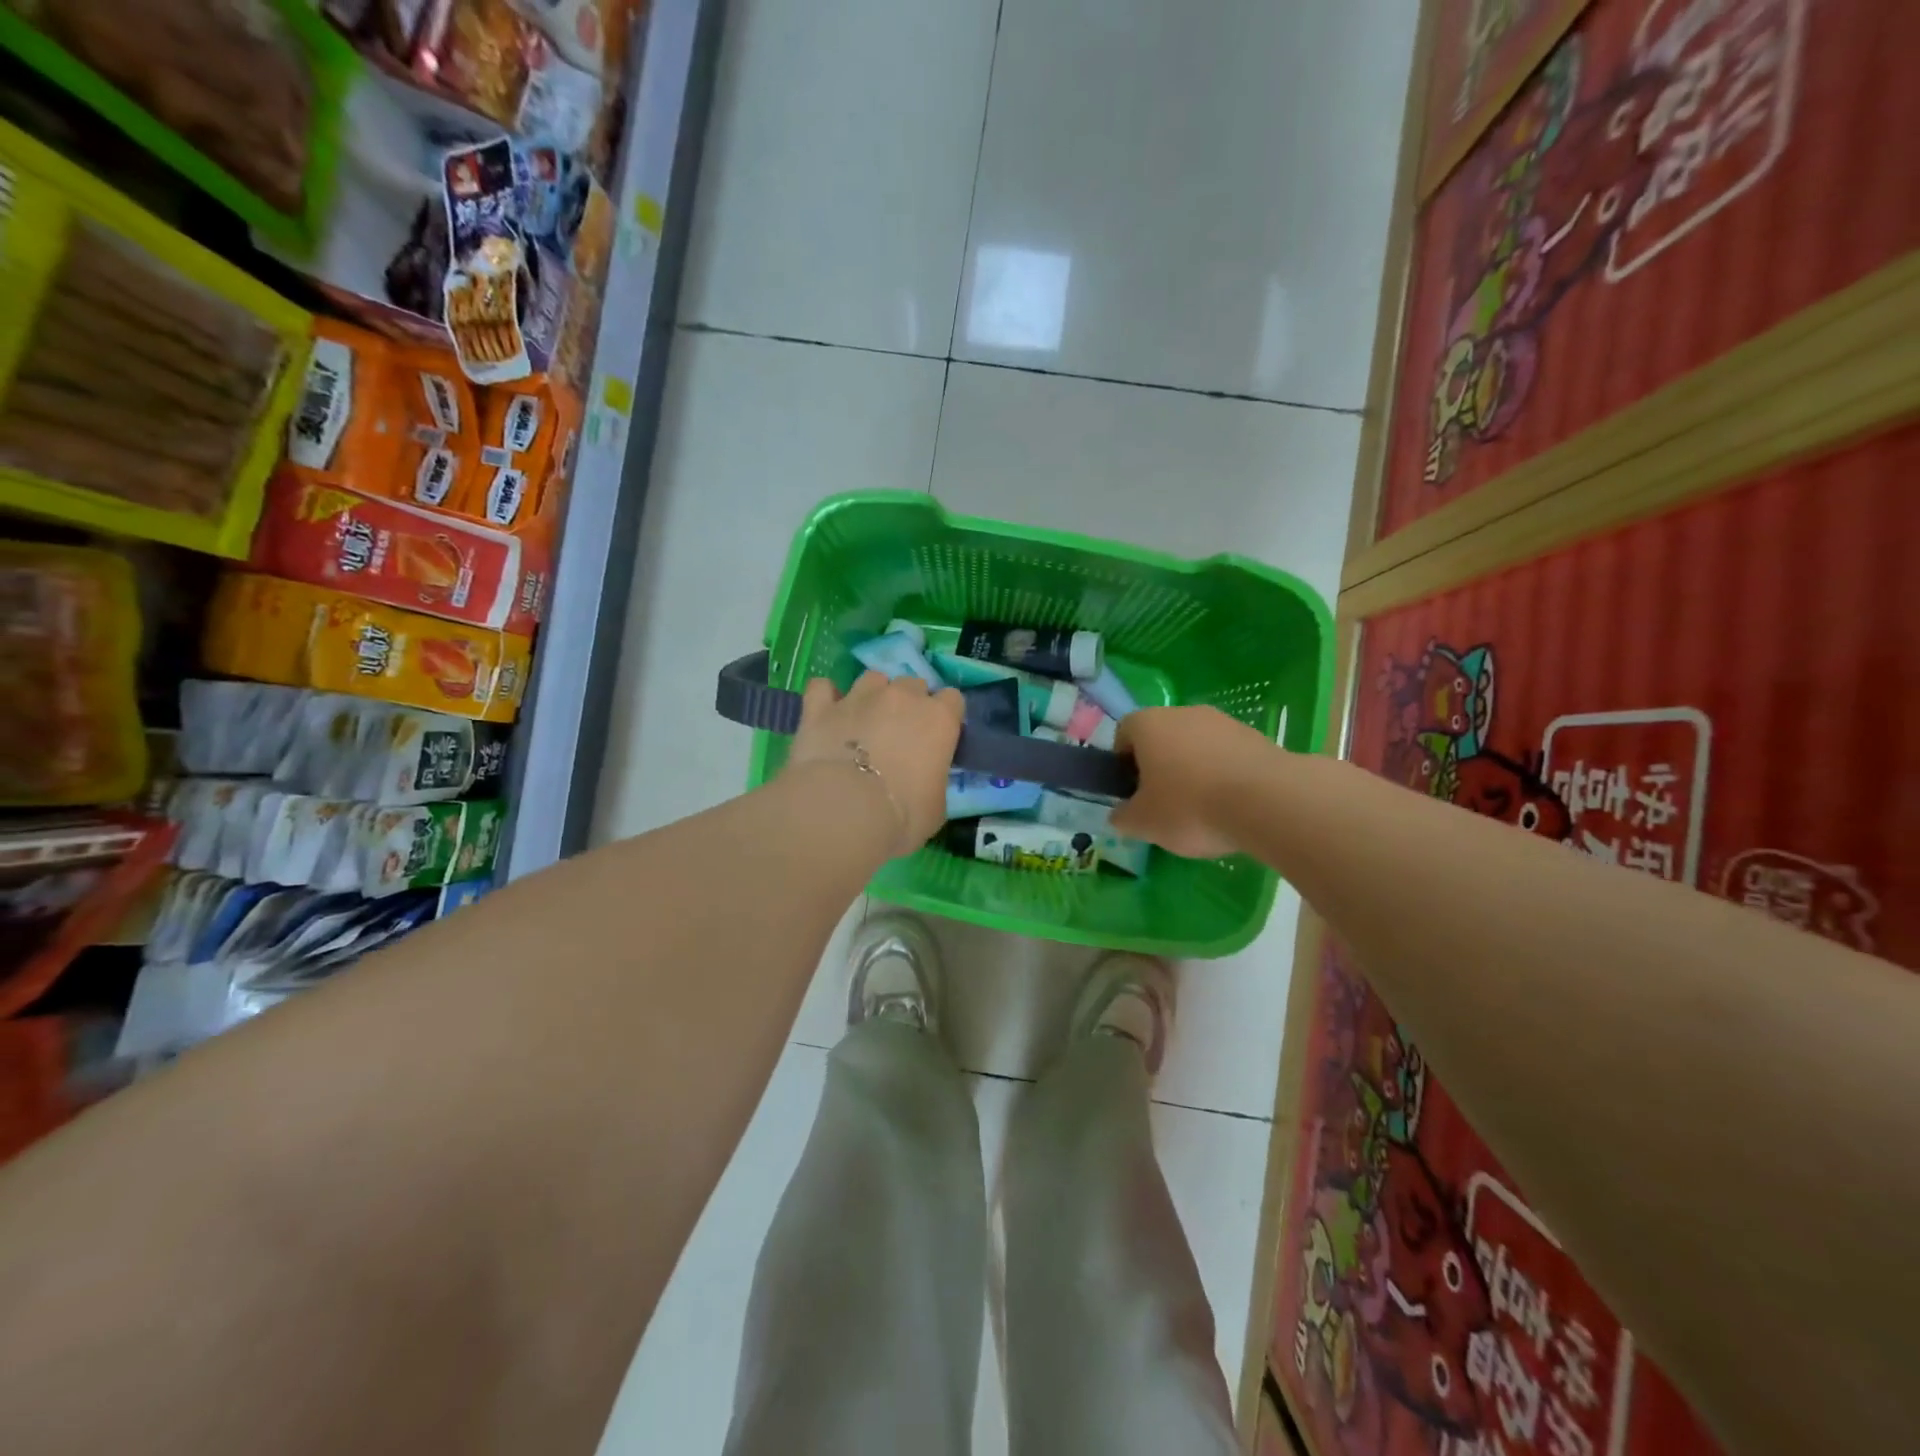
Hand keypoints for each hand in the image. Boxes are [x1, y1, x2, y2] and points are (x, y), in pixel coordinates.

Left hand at [785, 671, 963, 853]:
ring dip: (872, 695)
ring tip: (864, 721)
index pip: (952, 699)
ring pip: (872, 679)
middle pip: (913, 683)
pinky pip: (823, 687)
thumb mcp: (936, 808)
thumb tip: (924, 782)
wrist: (844, 811)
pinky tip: (826, 713)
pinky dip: (826, 697)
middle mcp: (902, 697)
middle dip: (909, 703)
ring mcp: (859, 696)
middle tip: (900, 734)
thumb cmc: (902, 815)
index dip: (945, 717)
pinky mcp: (821, 706)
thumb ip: (934, 782)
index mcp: (939, 719)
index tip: (937, 738)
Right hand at [1110, 706, 1277, 858]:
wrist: (1267, 802)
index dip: (1123, 763)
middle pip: (1162, 737)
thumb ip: (1123, 817)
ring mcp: (1223, 722)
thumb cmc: (1189, 806)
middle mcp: (1183, 712)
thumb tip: (1121, 814)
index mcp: (1148, 724)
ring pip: (1196, 745)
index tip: (1132, 792)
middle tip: (1163, 805)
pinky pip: (1227, 756)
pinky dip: (1224, 776)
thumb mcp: (1143, 823)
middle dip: (1159, 767)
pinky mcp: (1256, 737)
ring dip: (1194, 771)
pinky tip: (1231, 807)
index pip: (1124, 733)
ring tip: (1202, 811)